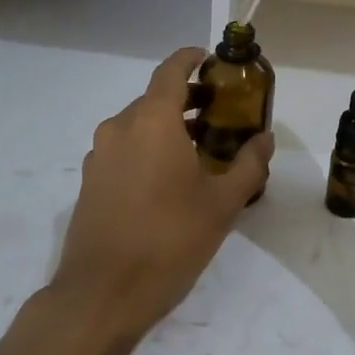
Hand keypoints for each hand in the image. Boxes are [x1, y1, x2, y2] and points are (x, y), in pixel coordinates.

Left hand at [48, 48, 273, 345]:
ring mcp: (99, 156)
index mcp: (151, 121)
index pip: (171, 72)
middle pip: (154, 99)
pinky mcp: (89, 182)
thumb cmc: (169, 240)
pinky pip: (123, 150)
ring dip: (167, 127)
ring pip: (137, 126)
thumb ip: (248, 165)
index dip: (191, 59)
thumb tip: (265, 139)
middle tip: (219, 113)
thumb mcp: (222, 204)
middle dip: (187, 99)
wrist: (102, 295)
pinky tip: (169, 179)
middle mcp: (119, 128)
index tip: (211, 59)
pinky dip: (147, 149)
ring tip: (200, 148)